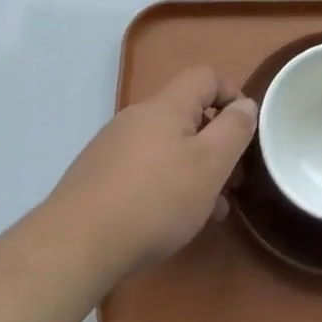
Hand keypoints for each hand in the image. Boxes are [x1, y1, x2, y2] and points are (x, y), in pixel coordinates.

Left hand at [46, 65, 255, 285]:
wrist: (75, 245)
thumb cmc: (155, 200)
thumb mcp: (210, 165)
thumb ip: (234, 129)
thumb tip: (245, 104)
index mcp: (167, 105)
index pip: (206, 76)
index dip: (232, 94)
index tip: (245, 131)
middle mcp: (138, 116)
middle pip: (187, 114)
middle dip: (216, 142)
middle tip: (232, 180)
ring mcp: (114, 146)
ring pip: (168, 146)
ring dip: (194, 169)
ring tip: (209, 210)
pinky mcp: (98, 176)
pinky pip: (145, 168)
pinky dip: (167, 184)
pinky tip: (172, 221)